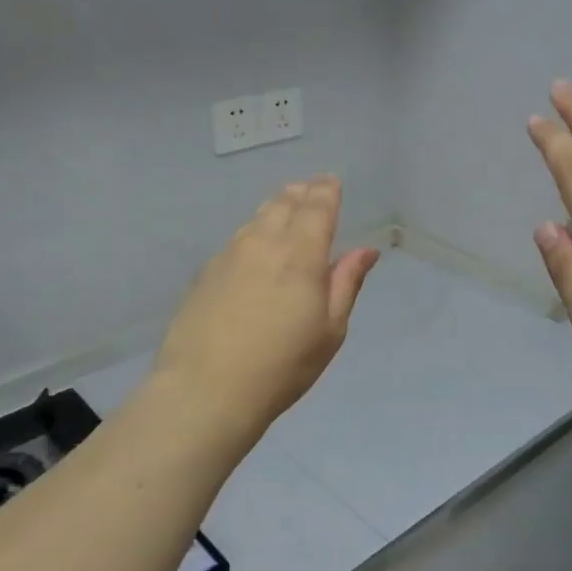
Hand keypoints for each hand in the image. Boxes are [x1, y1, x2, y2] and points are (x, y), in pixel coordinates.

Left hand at [148, 175, 379, 464]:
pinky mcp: (205, 272)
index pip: (317, 207)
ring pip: (257, 217)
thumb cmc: (282, 365)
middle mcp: (264, 243)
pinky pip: (236, 239)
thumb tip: (366, 250)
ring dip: (275, 207)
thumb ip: (346, 283)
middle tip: (310, 189)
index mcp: (301, 254)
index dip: (327, 191)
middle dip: (301, 193)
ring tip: (285, 207)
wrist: (206, 389)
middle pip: (284, 203)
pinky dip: (252, 231)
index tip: (331, 181)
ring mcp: (229, 255)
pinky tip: (253, 246)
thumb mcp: (330, 330)